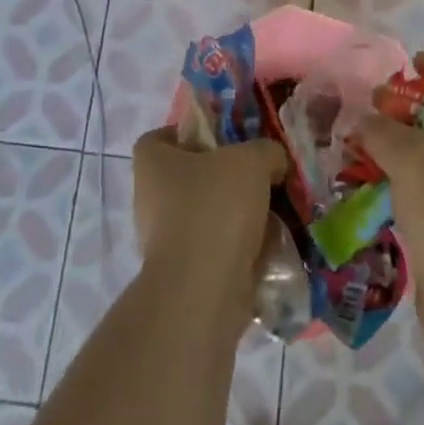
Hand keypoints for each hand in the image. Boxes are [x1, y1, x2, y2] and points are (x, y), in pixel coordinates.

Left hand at [132, 128, 286, 331]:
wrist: (204, 290)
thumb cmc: (216, 207)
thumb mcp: (252, 160)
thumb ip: (266, 151)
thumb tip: (272, 162)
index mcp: (152, 163)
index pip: (163, 137)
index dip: (190, 134)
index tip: (223, 141)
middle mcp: (150, 199)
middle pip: (190, 177)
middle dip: (225, 178)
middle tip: (259, 176)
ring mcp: (164, 240)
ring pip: (206, 215)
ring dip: (236, 216)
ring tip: (272, 213)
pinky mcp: (184, 274)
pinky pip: (215, 249)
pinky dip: (239, 248)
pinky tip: (268, 247)